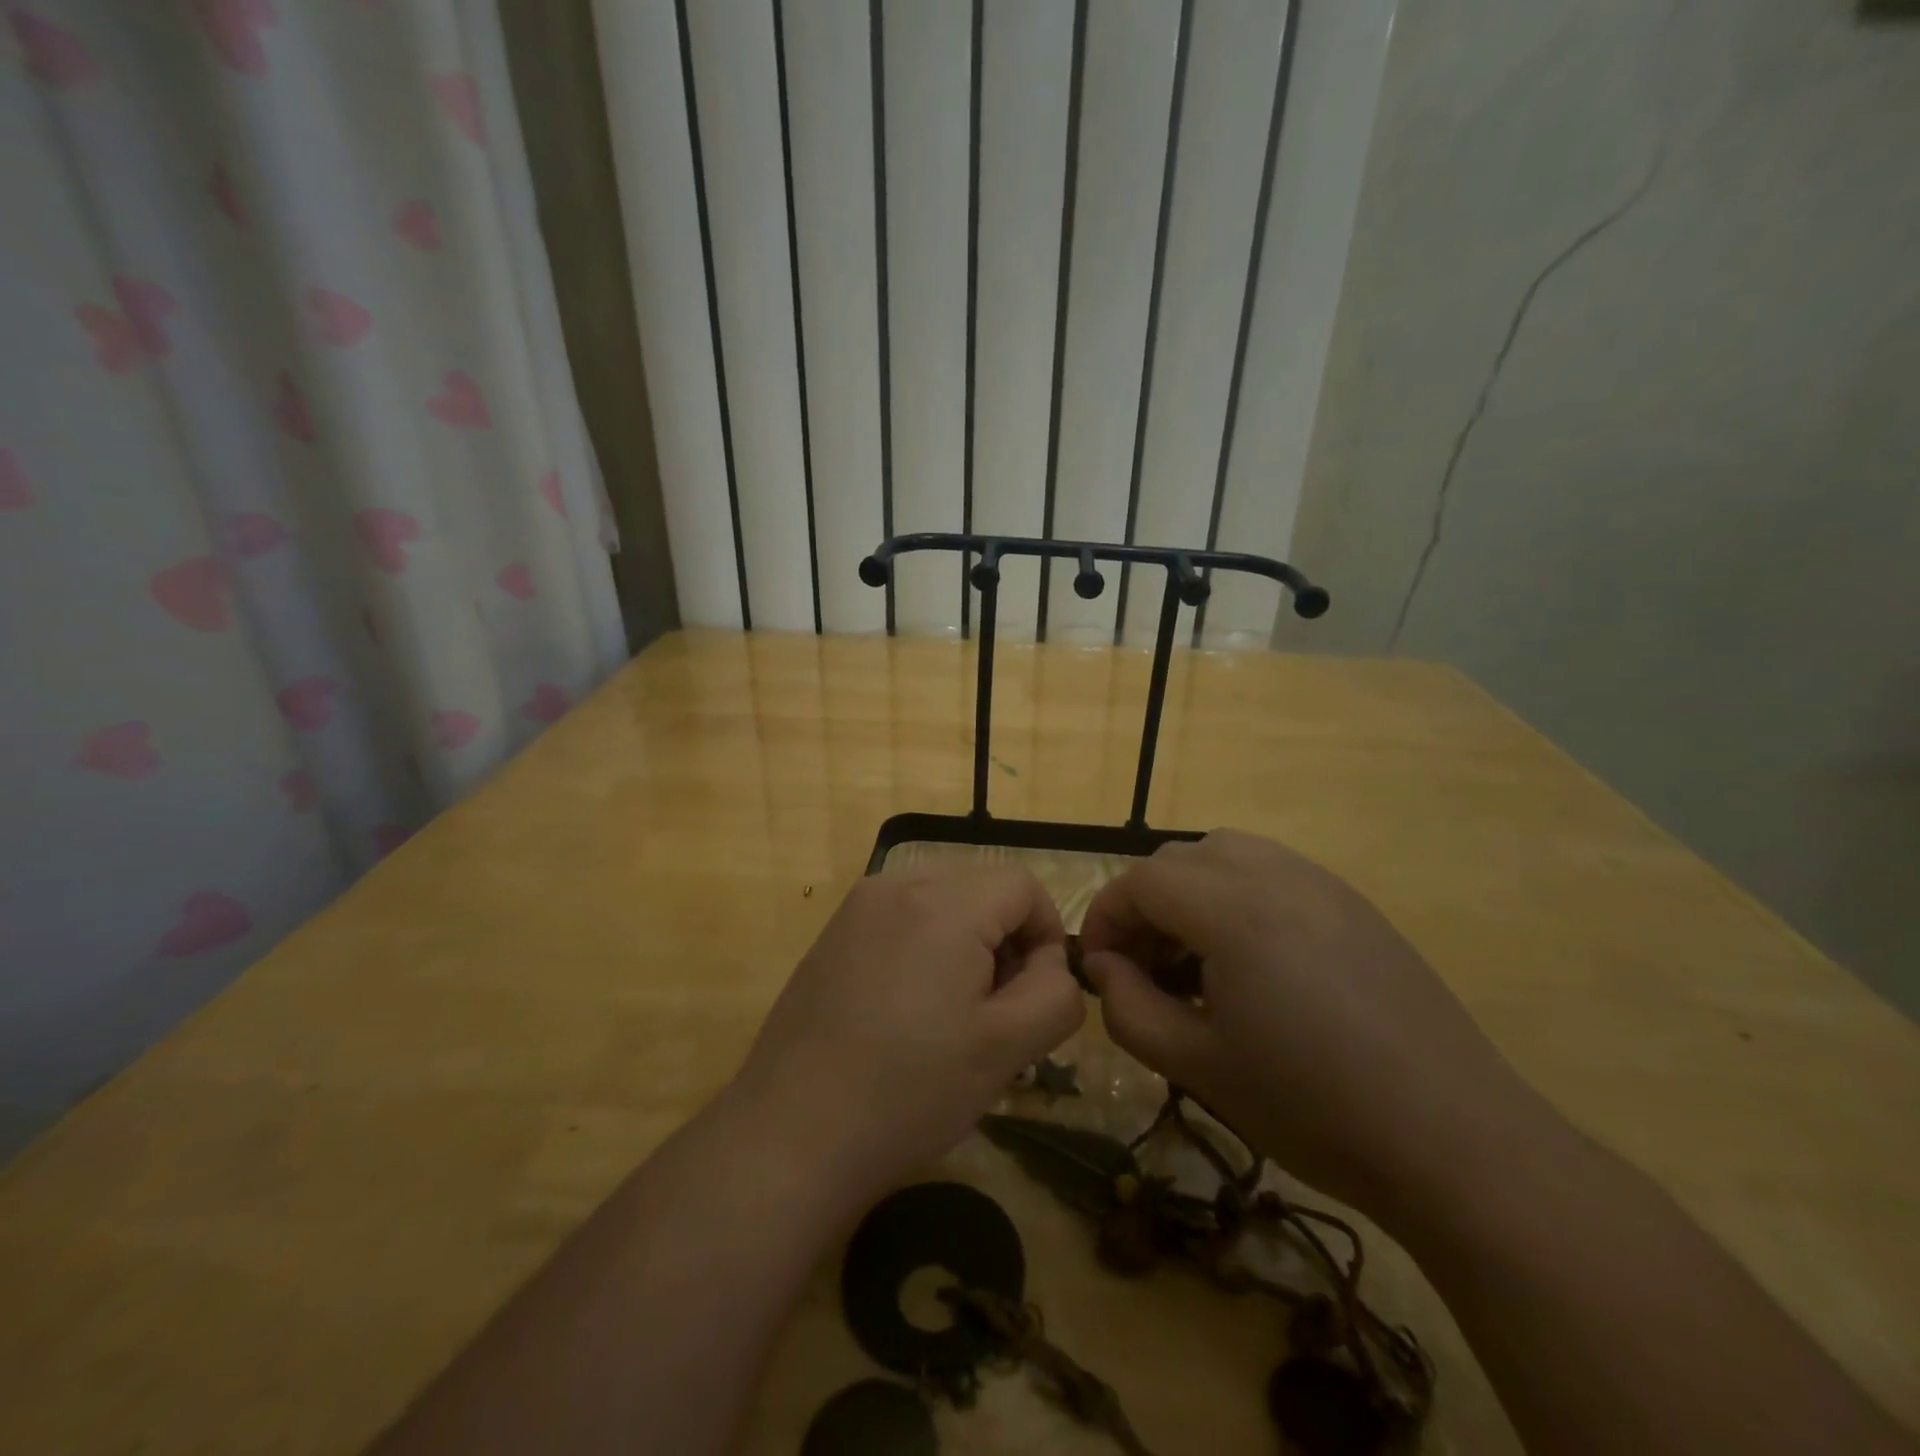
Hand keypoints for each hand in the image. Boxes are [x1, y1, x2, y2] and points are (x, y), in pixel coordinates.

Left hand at [733, 868, 1084, 1204]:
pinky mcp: (833, 934)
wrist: (791, 1135)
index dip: (1045, 935)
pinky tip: (906, 1013)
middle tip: (994, 1013)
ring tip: (950, 1017)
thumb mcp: (1006, 1048)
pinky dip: (924, 948)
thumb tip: (1050, 963)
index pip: (1022, 885)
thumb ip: (1056, 993)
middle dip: (1004, 941)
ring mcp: (857, 907)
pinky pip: (902, 919)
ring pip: (942, 903)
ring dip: (965, 945)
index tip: (1033, 996)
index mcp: (942, 902)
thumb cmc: (909, 1092)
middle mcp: (896, 884)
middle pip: (981, 889)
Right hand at [1080, 830, 1546, 1219]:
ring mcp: (1323, 884)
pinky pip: (1273, 872)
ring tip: (1195, 961)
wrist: (1456, 1142)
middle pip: (1179, 859)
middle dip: (1145, 904)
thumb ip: (1129, 1009)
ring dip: (1191, 894)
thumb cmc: (1312, 1107)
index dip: (1105, 916)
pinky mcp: (1355, 904)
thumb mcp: (1197, 1065)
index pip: (1141, 881)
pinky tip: (1252, 963)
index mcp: (1234, 911)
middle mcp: (1277, 875)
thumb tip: (1102, 967)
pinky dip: (1237, 896)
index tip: (1098, 967)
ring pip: (1226, 854)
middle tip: (1144, 968)